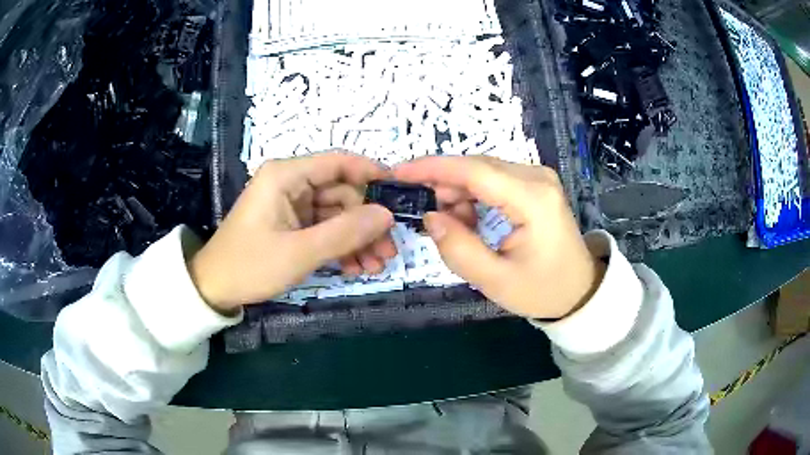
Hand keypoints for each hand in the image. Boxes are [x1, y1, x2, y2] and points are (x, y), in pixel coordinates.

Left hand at [188, 152, 395, 312]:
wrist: (215, 288)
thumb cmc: (251, 265)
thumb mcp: (300, 252)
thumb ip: (345, 232)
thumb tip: (387, 214)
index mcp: (286, 176)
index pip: (338, 162)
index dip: (372, 174)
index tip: (400, 195)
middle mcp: (291, 183)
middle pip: (342, 193)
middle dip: (367, 222)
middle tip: (390, 250)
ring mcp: (292, 205)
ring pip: (337, 214)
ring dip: (358, 238)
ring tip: (377, 265)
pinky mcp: (292, 224)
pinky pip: (325, 229)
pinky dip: (341, 246)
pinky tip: (355, 267)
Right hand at [393, 156, 604, 319]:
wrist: (578, 290)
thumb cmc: (541, 290)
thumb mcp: (495, 280)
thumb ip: (458, 249)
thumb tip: (429, 217)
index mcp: (532, 199)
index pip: (474, 171)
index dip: (433, 168)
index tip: (399, 173)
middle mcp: (537, 177)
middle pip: (477, 167)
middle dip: (443, 184)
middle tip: (423, 212)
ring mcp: (538, 178)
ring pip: (483, 171)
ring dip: (458, 192)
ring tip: (452, 225)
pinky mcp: (535, 184)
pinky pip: (494, 180)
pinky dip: (473, 196)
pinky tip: (469, 220)